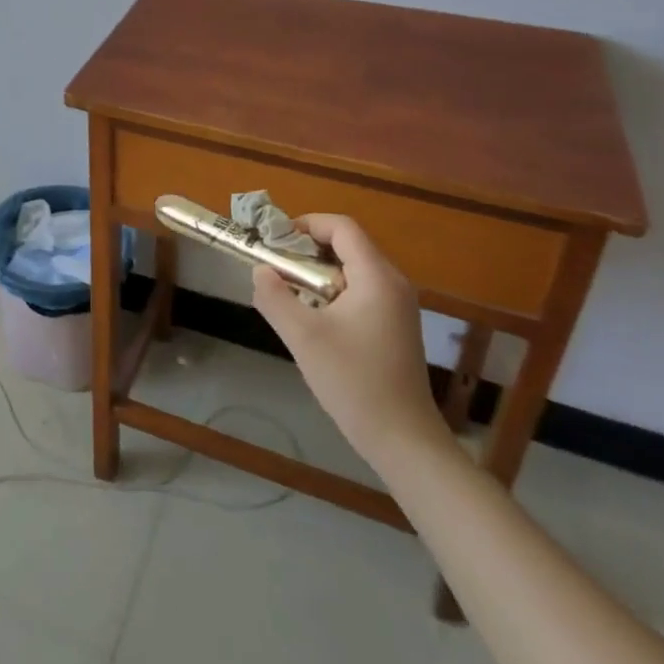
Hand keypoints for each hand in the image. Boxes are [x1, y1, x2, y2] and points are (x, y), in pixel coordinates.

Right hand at [250, 213, 449, 470]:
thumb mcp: (303, 337)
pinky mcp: (396, 326)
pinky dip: (333, 293)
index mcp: (377, 277)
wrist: (403, 439)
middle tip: (276, 269)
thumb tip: (261, 270)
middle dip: (307, 251)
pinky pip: (360, 291)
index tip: (275, 241)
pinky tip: (314, 321)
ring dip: (318, 274)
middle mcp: (393, 283)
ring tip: (290, 296)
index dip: (306, 224)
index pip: (342, 227)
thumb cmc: (354, 382)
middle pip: (347, 246)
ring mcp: (398, 306)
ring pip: (352, 270)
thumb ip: (275, 297)